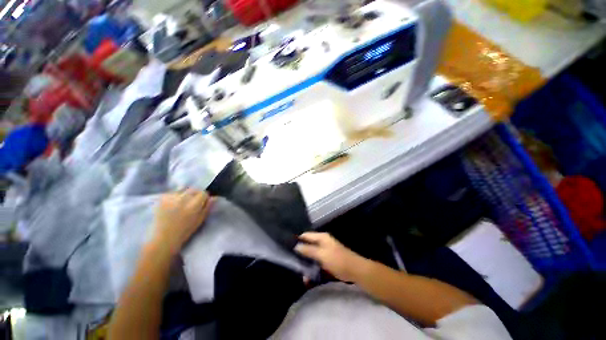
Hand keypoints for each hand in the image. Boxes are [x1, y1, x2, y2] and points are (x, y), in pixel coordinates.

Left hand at [151, 189, 214, 254]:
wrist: (164, 237)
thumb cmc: (185, 230)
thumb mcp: (201, 220)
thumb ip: (208, 207)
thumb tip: (214, 197)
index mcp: (194, 205)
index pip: (203, 193)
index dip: (204, 198)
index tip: (202, 203)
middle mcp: (183, 199)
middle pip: (194, 189)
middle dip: (195, 194)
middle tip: (193, 203)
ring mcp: (171, 198)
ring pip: (183, 189)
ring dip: (185, 194)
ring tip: (182, 203)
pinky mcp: (162, 198)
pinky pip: (172, 192)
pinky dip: (175, 196)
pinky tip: (173, 204)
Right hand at [295, 232, 369, 282]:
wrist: (354, 270)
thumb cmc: (337, 260)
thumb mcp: (321, 254)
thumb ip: (308, 250)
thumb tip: (296, 246)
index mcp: (321, 237)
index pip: (306, 235)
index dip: (298, 240)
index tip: (288, 246)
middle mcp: (322, 242)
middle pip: (308, 245)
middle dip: (301, 254)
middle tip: (292, 262)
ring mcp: (325, 251)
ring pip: (311, 255)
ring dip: (306, 263)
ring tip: (301, 273)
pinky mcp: (327, 260)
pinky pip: (317, 262)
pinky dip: (312, 268)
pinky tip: (308, 278)